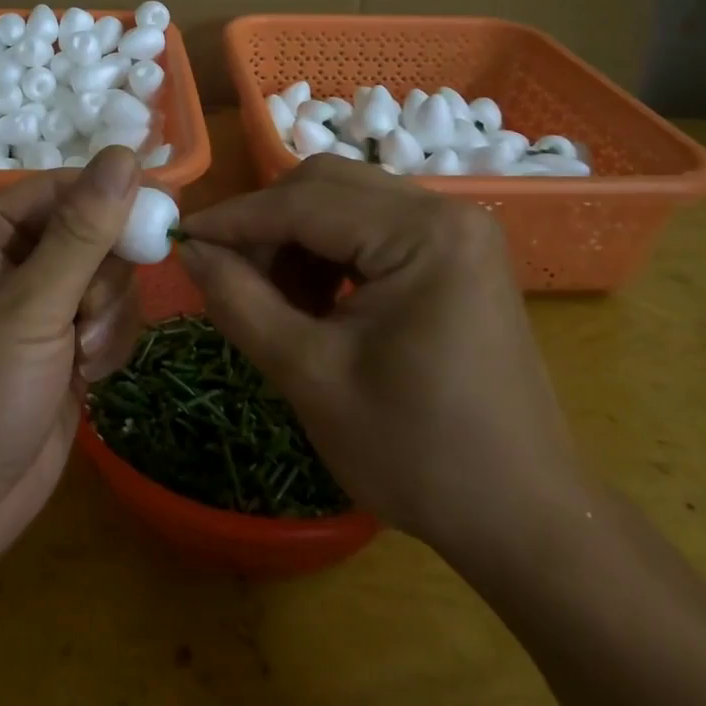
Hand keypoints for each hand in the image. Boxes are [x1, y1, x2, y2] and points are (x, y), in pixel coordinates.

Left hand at [0, 146, 144, 571]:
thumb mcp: (31, 307)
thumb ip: (83, 232)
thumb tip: (124, 155)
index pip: (61, 188)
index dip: (111, 195)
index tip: (162, 210)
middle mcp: (10, 262)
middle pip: (91, 232)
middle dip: (103, 275)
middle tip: (91, 314)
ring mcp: (38, 306)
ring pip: (107, 277)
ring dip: (108, 315)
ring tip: (84, 355)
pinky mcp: (61, 345)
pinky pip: (109, 318)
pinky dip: (109, 342)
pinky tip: (89, 376)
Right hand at [178, 156, 590, 564]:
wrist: (523, 518)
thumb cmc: (419, 453)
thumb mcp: (311, 376)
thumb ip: (239, 301)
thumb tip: (189, 250)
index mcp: (423, 233)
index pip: (305, 202)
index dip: (236, 219)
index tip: (182, 236)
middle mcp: (445, 210)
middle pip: (326, 187)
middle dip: (267, 226)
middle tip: (226, 273)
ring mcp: (454, 229)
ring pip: (344, 203)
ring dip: (295, 239)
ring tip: (273, 298)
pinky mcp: (453, 251)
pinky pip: (370, 227)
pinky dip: (328, 253)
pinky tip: (314, 301)